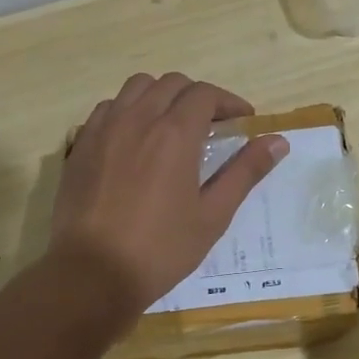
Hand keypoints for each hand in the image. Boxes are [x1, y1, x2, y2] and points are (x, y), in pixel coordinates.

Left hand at [50, 73, 288, 314]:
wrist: (92, 274)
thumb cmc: (161, 248)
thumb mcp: (213, 215)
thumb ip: (246, 172)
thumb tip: (278, 141)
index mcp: (174, 134)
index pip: (205, 94)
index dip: (229, 102)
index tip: (242, 121)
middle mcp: (137, 119)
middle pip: (171, 84)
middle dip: (197, 96)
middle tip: (212, 125)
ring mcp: (103, 129)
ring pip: (135, 88)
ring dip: (160, 97)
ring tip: (171, 126)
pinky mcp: (80, 146)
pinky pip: (107, 109)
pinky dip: (128, 111)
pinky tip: (135, 140)